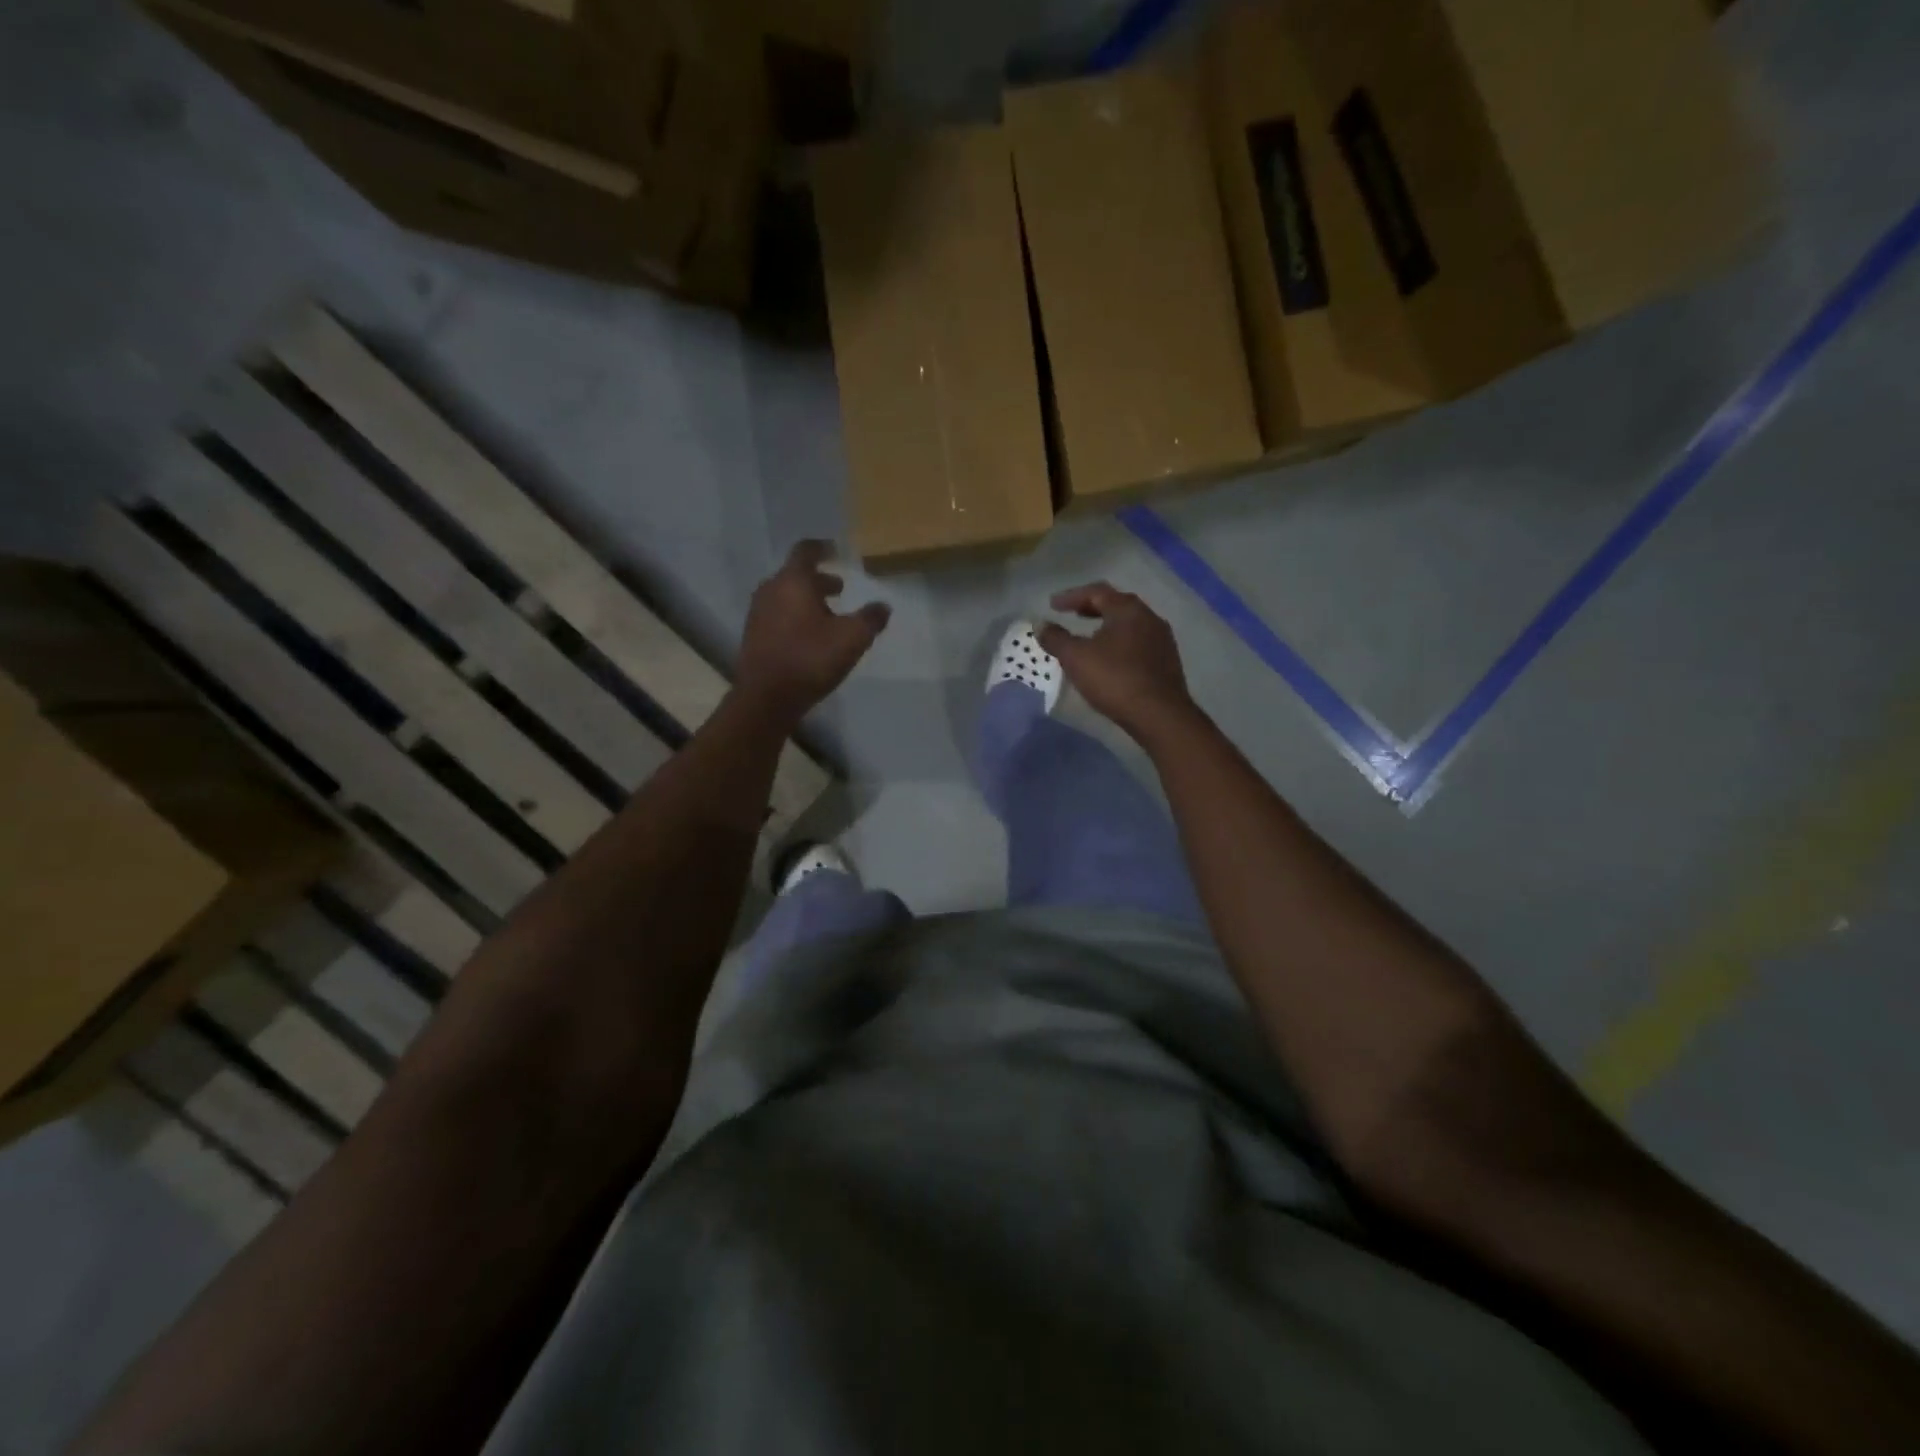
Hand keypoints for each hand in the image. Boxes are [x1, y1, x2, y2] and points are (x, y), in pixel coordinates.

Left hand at [737, 540, 889, 723]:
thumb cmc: (810, 659)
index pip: (806, 551)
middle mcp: (770, 590)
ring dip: (807, 600)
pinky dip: (795, 616)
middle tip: (839, 588)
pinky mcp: (754, 636)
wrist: (766, 698)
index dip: (822, 548)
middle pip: (795, 575)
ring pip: (785, 596)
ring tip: (828, 615)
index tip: (835, 550)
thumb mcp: (852, 638)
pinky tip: (810, 636)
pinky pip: (778, 615)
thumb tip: (883, 606)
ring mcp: (758, 614)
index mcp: (793, 582)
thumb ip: (870, 619)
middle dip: (818, 579)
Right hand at [1038, 584, 1195, 739]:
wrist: (1159, 715)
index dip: (1072, 596)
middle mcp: (1149, 618)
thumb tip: (1040, 624)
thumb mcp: (1076, 658)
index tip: (1052, 605)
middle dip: (1091, 608)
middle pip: (1117, 605)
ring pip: (1129, 625)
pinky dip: (1119, 643)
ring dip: (1107, 626)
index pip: (1097, 592)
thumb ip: (1056, 639)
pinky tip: (1110, 659)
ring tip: (1089, 637)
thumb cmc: (1115, 679)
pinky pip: (1138, 643)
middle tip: (1072, 614)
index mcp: (1128, 610)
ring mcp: (1162, 640)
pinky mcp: (1167, 662)